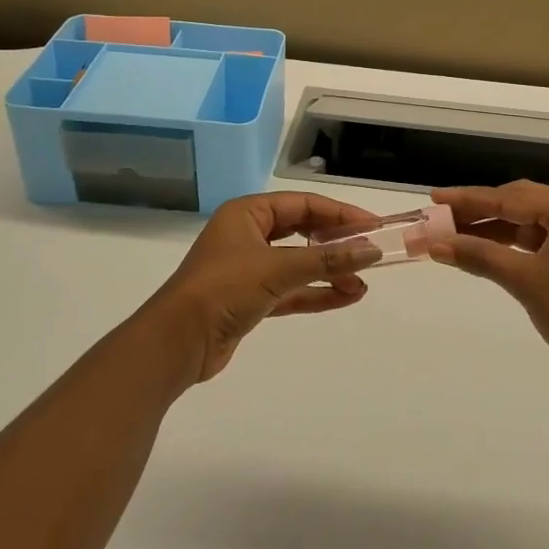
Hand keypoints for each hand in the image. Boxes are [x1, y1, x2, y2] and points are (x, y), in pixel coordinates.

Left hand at [146, 192, 383, 383]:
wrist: (176, 343)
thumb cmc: (223, 289)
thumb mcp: (278, 268)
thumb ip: (326, 259)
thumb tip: (371, 251)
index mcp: (247, 213)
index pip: (303, 204)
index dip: (339, 213)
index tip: (372, 226)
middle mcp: (248, 235)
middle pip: (302, 231)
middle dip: (336, 243)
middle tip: (369, 252)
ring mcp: (249, 269)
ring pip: (299, 263)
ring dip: (330, 271)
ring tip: (363, 283)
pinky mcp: (251, 300)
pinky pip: (292, 290)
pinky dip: (316, 293)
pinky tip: (346, 297)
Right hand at [429, 181, 548, 379]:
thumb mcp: (524, 280)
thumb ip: (479, 256)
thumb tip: (436, 245)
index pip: (509, 197)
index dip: (468, 199)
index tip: (434, 198)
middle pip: (519, 204)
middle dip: (479, 213)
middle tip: (440, 218)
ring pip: (529, 223)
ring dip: (494, 230)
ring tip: (455, 236)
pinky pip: (541, 239)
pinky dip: (514, 245)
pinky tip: (487, 251)